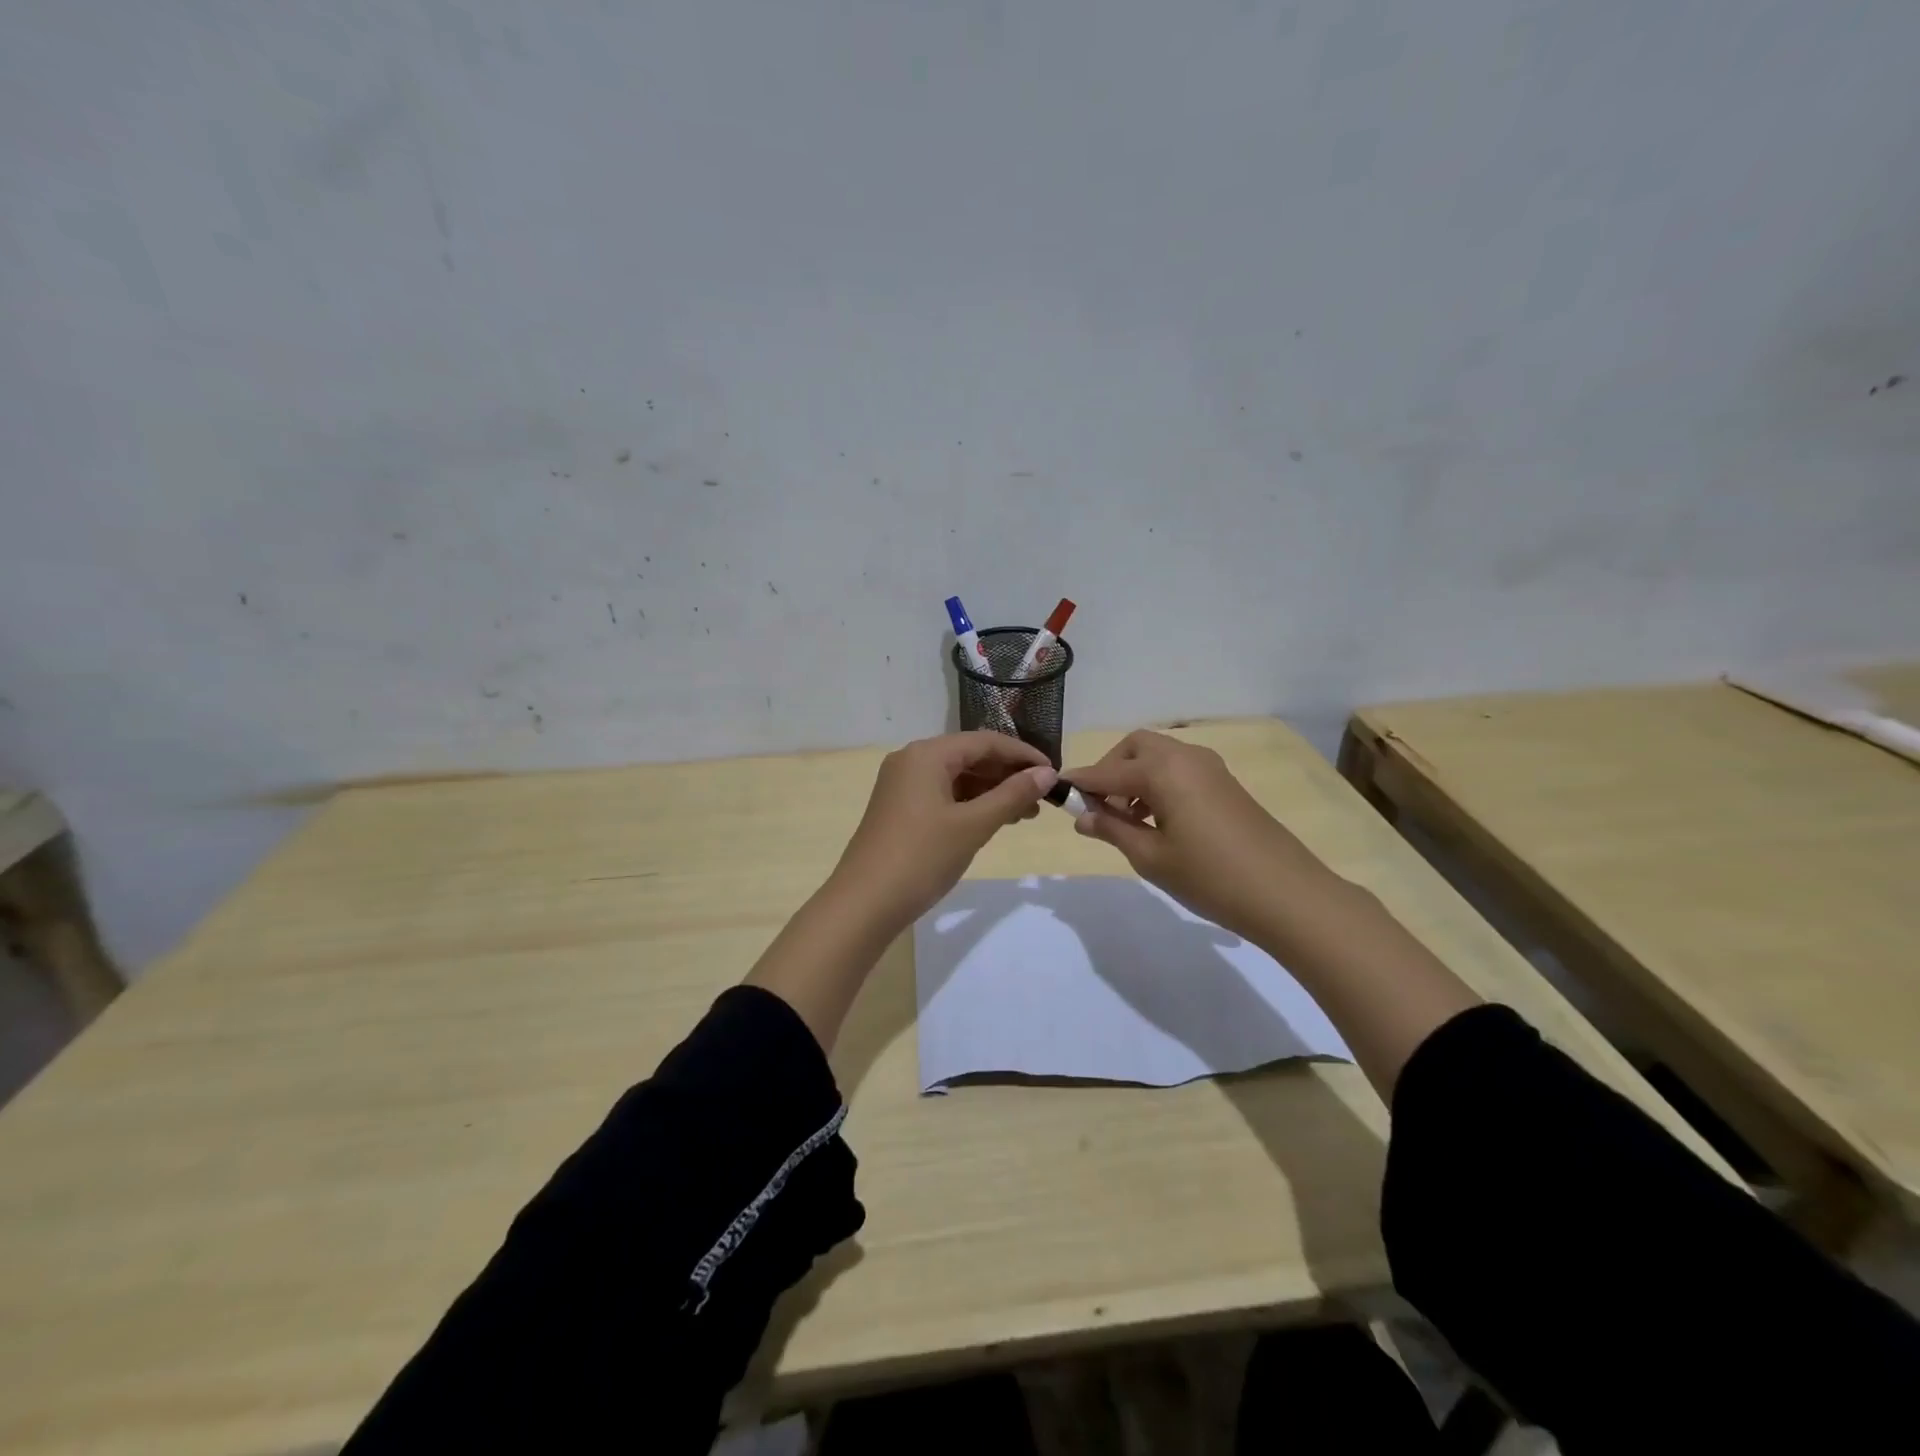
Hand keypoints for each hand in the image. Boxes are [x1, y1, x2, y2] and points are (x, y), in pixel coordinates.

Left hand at [830, 731, 1056, 928]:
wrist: (864, 904)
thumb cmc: (921, 858)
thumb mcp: (973, 826)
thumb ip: (1012, 795)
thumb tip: (1047, 773)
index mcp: (927, 754)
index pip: (985, 742)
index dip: (1022, 755)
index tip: (1054, 774)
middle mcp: (912, 761)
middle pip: (970, 756)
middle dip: (1008, 775)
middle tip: (1043, 798)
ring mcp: (903, 786)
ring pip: (958, 778)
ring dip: (992, 792)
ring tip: (1026, 814)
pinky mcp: (900, 809)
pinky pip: (944, 795)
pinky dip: (971, 805)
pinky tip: (994, 821)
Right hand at [1063, 730, 1333, 939]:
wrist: (1287, 894)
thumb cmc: (1210, 877)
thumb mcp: (1150, 857)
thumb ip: (1112, 830)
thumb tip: (1081, 816)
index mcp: (1162, 770)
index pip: (1107, 772)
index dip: (1080, 783)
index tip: (1057, 792)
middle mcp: (1185, 756)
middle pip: (1135, 747)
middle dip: (1111, 770)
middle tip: (1100, 808)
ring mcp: (1210, 768)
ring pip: (1159, 756)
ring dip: (1135, 776)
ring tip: (1127, 819)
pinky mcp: (1225, 783)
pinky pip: (1180, 769)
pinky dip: (1159, 782)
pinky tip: (1158, 820)